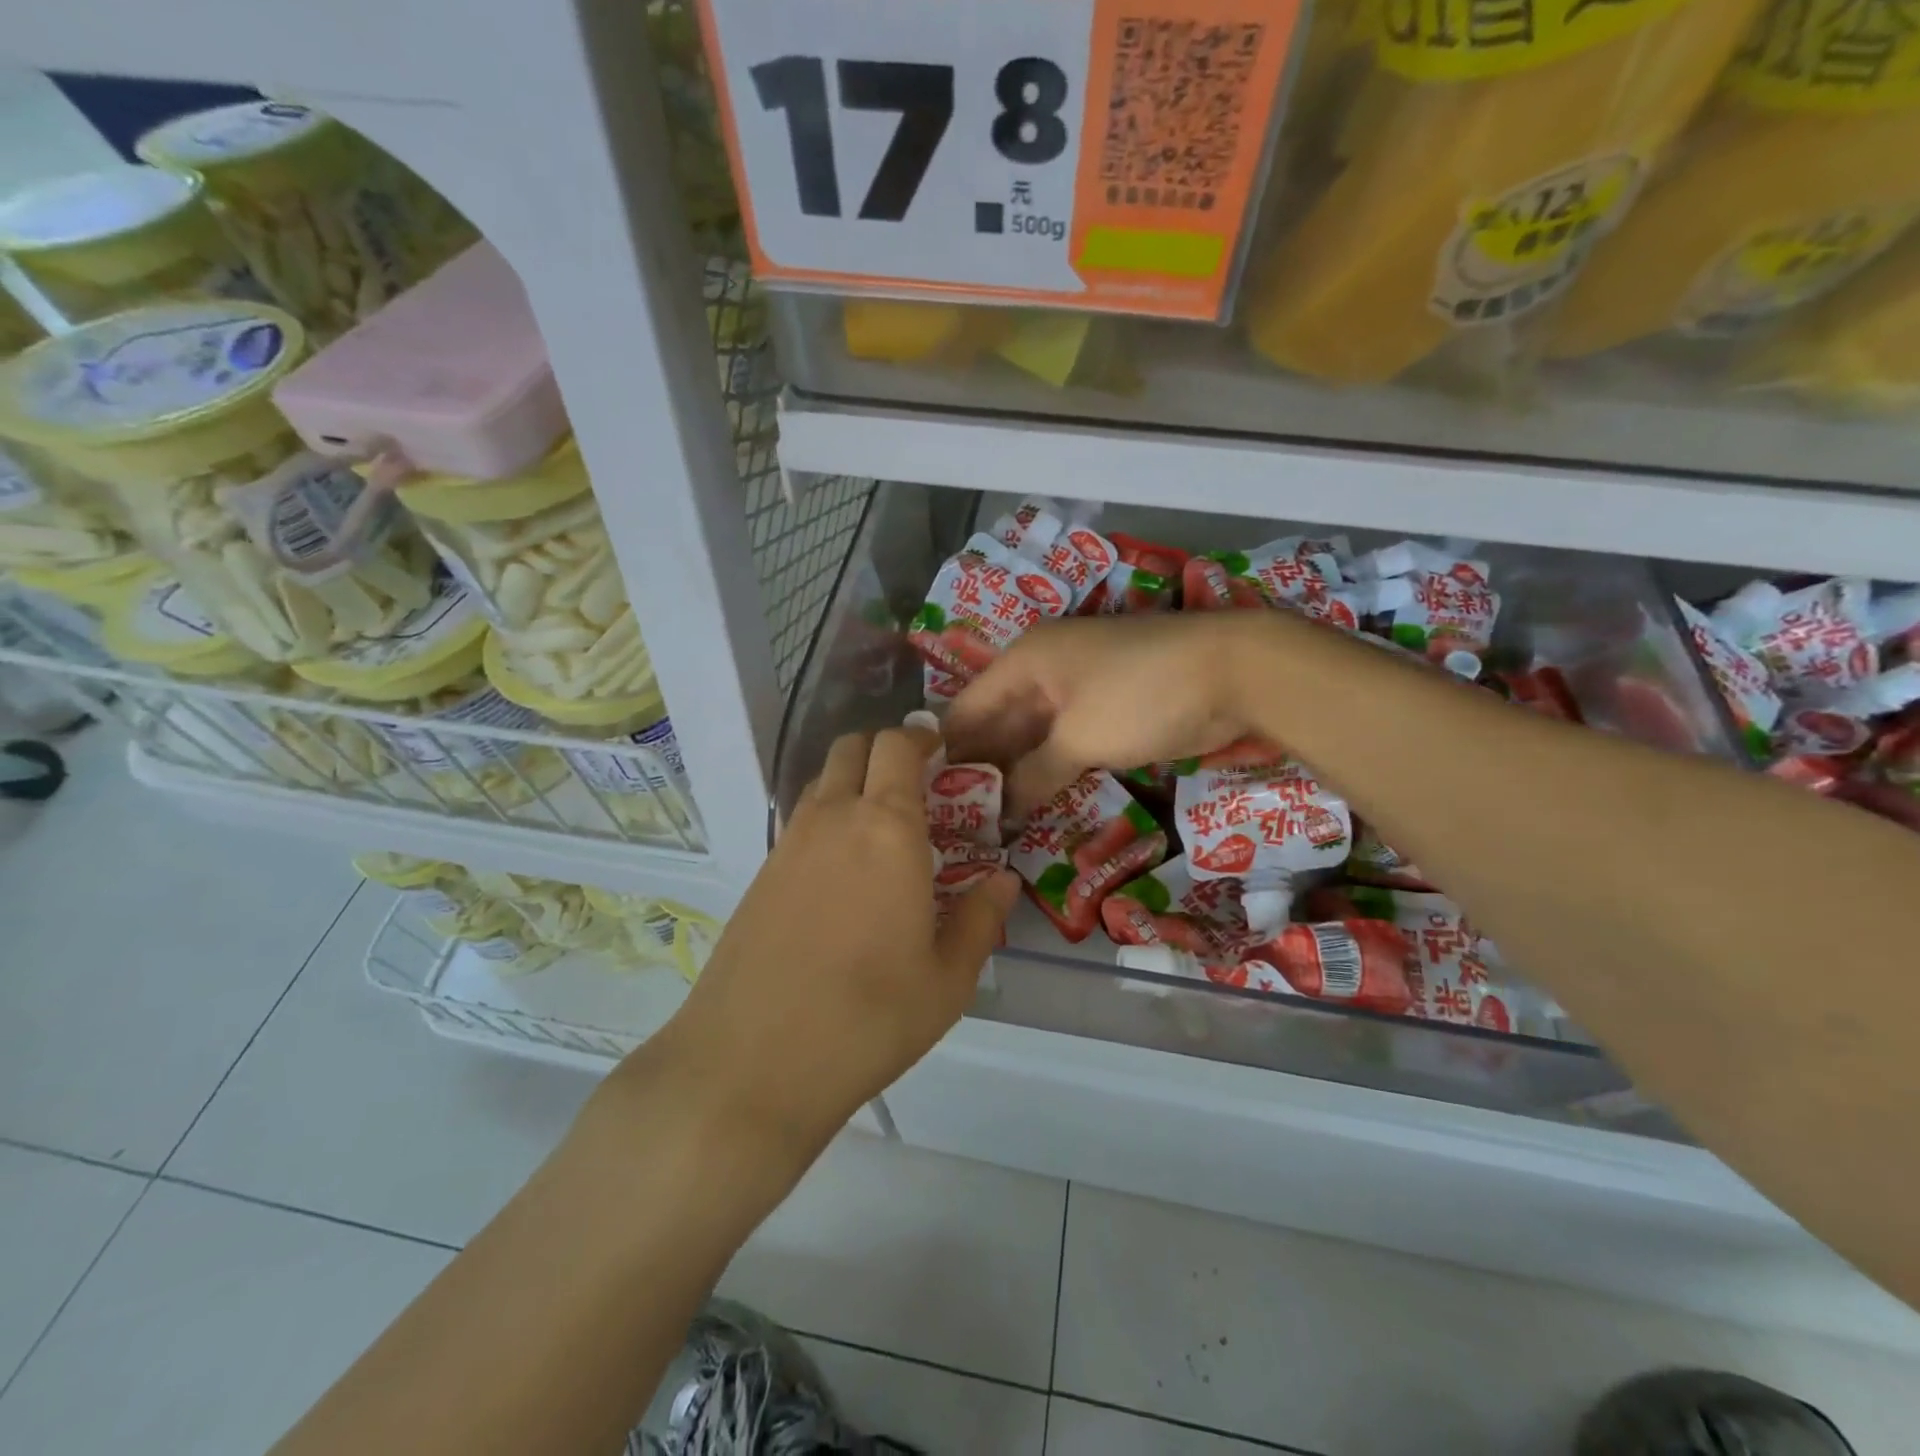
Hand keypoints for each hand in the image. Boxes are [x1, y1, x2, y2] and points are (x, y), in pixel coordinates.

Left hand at [647, 727, 1018, 1155]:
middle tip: (916, 784)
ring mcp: (788, 843)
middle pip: (852, 748)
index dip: (920, 737)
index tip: (942, 751)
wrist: (751, 1063)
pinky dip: (828, 819)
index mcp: (888, 827)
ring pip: (822, 782)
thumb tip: (1004, 880)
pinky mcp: (760, 874)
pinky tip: (844, 872)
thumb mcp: (947, 980)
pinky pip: (801, 822)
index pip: (897, 746)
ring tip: (883, 829)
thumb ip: (981, 919)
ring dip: (853, 783)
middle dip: (885, 750)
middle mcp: (834, 818)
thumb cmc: (869, 1018)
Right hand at [944, 612, 1269, 814]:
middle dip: (980, 768)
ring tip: (985, 822)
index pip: (967, 708)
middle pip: (997, 723)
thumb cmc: (1140, 694)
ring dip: (1014, 774)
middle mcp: (1043, 671)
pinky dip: (1048, 771)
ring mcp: (1078, 691)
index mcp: (1025, 661)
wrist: (1233, 672)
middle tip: (954, 819)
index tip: (927, 798)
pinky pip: (1064, 744)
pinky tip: (1030, 805)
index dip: (947, 752)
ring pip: (1031, 737)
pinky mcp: (1107, 712)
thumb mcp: (1079, 737)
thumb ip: (1033, 775)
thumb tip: (999, 815)